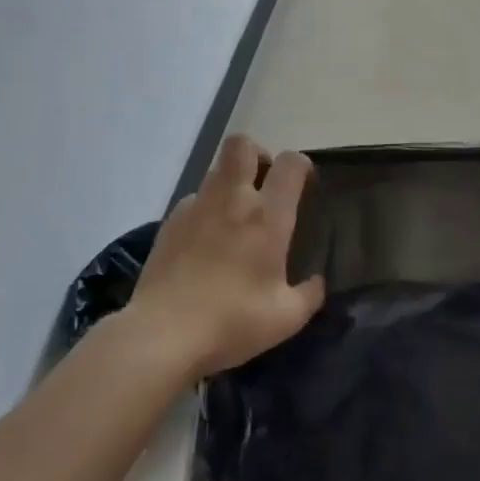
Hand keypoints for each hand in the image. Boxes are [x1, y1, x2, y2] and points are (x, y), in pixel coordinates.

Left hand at [126, 135, 324, 378]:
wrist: (162, 335)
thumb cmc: (232, 322)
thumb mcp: (286, 318)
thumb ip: (309, 294)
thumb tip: (317, 282)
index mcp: (268, 216)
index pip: (290, 163)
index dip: (301, 166)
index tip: (304, 186)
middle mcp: (233, 200)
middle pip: (242, 145)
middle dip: (257, 155)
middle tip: (264, 184)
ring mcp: (196, 208)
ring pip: (216, 170)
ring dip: (231, 183)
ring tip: (235, 217)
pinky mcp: (169, 224)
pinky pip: (194, 200)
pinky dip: (205, 210)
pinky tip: (205, 242)